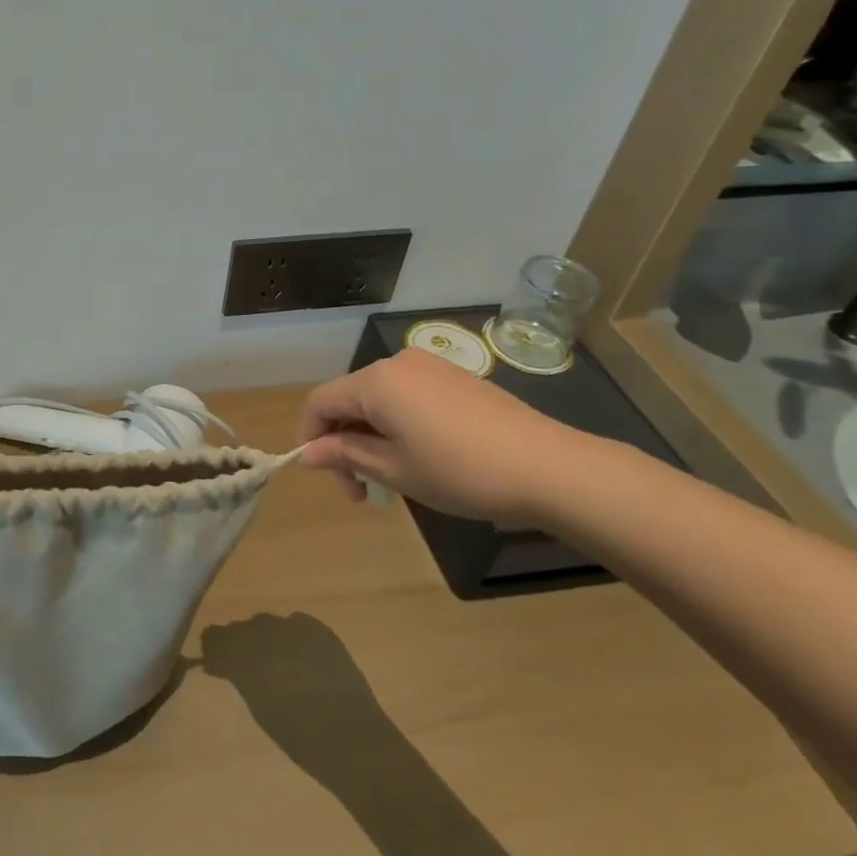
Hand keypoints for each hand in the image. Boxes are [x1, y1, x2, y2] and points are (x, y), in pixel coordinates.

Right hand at [297, 348, 603, 525]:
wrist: (548, 467)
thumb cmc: (461, 472)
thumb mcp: (394, 470)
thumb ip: (346, 455)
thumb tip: (307, 453)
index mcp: (375, 382)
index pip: (321, 402)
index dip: (310, 436)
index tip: (322, 475)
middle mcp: (397, 364)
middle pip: (349, 399)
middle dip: (344, 442)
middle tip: (361, 492)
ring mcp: (430, 367)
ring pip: (379, 399)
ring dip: (371, 436)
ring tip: (391, 480)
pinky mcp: (455, 378)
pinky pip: (408, 396)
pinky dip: (398, 425)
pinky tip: (419, 458)